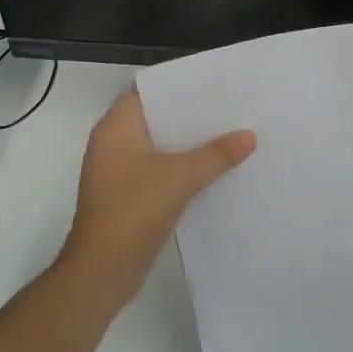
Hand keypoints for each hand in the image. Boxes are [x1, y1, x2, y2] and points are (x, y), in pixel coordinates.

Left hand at [58, 90, 254, 311]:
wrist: (103, 269)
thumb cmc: (134, 209)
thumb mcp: (181, 177)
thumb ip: (216, 154)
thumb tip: (249, 136)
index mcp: (116, 128)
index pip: (146, 91)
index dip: (177, 85)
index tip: (211, 82)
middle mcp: (112, 144)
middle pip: (155, 118)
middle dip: (189, 115)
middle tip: (228, 107)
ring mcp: (117, 171)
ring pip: (158, 146)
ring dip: (187, 143)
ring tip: (227, 134)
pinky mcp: (126, 195)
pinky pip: (157, 170)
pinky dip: (180, 167)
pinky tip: (211, 169)